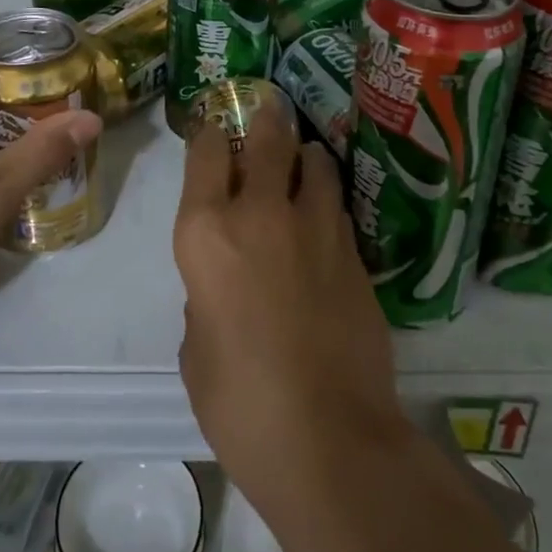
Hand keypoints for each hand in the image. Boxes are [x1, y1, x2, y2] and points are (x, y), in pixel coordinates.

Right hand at [173, 101, 404, 510]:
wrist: (328, 439)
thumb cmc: (239, 403)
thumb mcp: (196, 347)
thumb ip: (206, 295)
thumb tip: (225, 283)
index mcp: (205, 233)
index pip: (206, 153)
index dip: (210, 132)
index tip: (215, 127)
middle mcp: (260, 213)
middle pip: (267, 138)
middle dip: (265, 119)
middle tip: (267, 112)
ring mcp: (315, 228)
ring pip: (315, 162)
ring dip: (305, 155)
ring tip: (303, 159)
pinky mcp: (355, 251)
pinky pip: (338, 206)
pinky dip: (328, 199)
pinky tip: (325, 213)